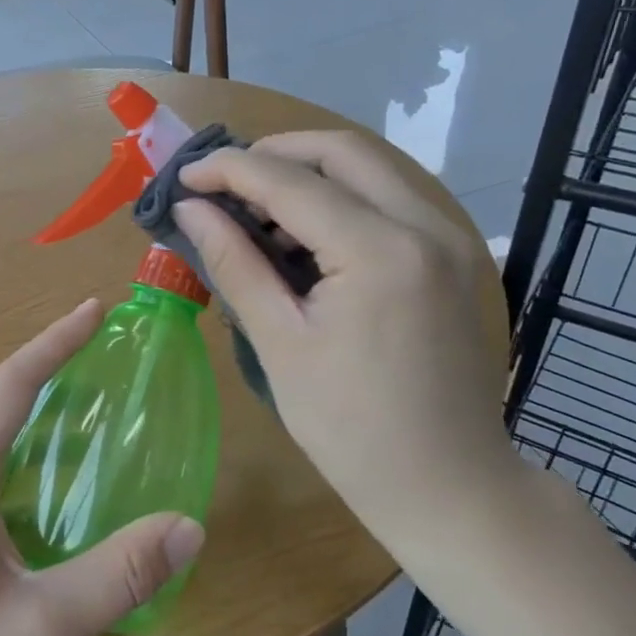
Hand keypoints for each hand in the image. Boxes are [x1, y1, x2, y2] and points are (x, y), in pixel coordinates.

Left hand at [0, 302, 205, 635]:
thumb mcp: (44, 630)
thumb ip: (120, 575)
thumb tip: (188, 525)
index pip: (9, 387)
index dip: (55, 342)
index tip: (95, 309)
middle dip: (49, 374)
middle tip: (104, 360)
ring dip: (32, 420)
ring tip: (86, 417)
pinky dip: (16, 461)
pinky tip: (44, 492)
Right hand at [173, 133, 519, 546]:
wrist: (448, 485)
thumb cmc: (351, 428)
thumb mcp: (280, 344)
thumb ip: (234, 264)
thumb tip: (190, 210)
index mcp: (380, 251)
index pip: (290, 181)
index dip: (228, 170)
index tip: (183, 178)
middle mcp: (424, 225)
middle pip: (340, 150)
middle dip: (273, 154)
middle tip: (221, 185)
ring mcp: (448, 238)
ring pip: (369, 170)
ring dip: (306, 175)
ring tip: (254, 215)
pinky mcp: (452, 257)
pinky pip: (389, 200)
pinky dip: (339, 201)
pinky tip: (303, 239)